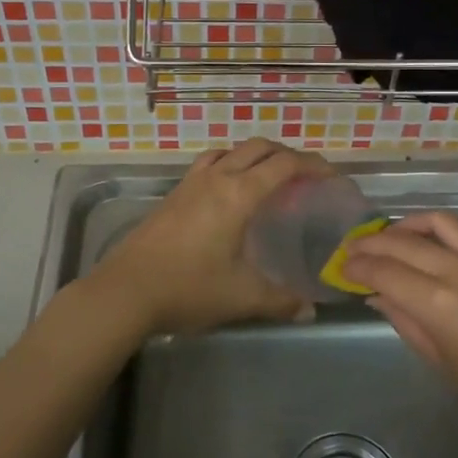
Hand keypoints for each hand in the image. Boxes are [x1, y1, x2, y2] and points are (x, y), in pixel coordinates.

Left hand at [88, 139, 331, 336]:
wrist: (125, 291)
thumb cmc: (188, 288)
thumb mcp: (242, 297)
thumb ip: (281, 300)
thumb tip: (310, 309)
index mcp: (239, 194)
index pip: (285, 164)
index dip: (313, 165)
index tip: (332, 177)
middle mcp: (217, 178)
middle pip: (259, 147)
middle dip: (288, 155)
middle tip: (306, 177)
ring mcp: (191, 182)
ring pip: (231, 150)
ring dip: (256, 155)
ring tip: (269, 178)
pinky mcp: (173, 194)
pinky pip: (209, 163)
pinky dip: (230, 164)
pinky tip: (228, 191)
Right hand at [342, 211, 457, 434]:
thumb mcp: (440, 360)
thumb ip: (404, 320)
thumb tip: (376, 295)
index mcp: (438, 304)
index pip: (384, 272)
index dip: (358, 267)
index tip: (343, 267)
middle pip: (403, 242)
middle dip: (372, 242)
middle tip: (354, 247)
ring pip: (437, 222)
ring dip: (407, 225)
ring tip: (392, 235)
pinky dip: (444, 231)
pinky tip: (434, 242)